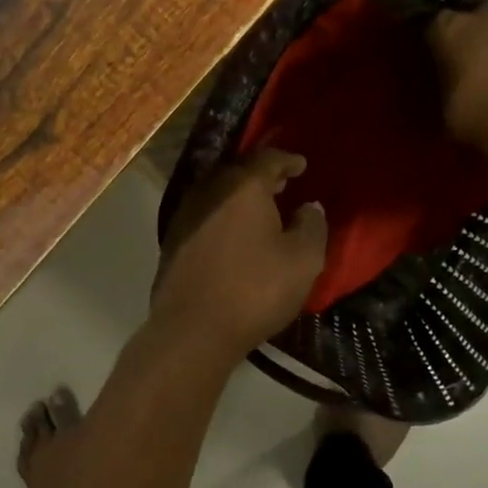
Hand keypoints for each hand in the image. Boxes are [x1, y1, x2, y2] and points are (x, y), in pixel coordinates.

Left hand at [152, 149, 327, 363]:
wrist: (192, 329)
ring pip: (220, 191)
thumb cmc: (255, 289)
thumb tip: (309, 207)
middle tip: (283, 184)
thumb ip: (312, 226)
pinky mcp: (174, 237)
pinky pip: (206, 212)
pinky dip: (224, 214)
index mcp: (244, 185)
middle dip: (263, 176)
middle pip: (241, 171)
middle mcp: (211, 188)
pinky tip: (235, 233)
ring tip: (262, 209)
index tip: (302, 165)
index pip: (269, 158)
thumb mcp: (303, 260)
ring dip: (241, 196)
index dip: (288, 160)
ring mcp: (187, 211)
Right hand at [426, 8, 487, 147]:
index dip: (431, 40)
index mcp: (447, 26)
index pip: (430, 23)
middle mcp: (479, 17)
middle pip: (467, 19)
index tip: (429, 55)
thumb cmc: (469, 111)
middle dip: (463, 35)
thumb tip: (446, 74)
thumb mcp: (441, 97)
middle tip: (458, 59)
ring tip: (485, 68)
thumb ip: (442, 76)